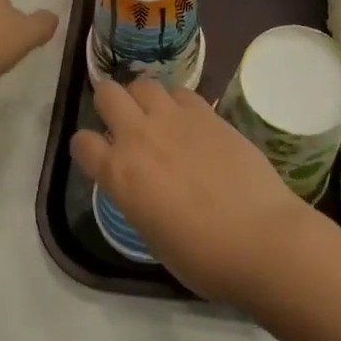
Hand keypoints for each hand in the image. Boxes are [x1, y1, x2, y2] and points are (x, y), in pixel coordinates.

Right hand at [70, 78, 310, 304]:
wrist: (259, 238)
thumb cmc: (201, 256)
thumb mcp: (151, 234)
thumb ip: (137, 198)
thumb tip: (143, 186)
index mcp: (118, 174)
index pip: (81, 143)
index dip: (86, 148)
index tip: (97, 156)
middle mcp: (138, 136)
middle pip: (106, 94)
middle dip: (108, 104)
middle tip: (122, 122)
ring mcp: (174, 119)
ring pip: (143, 84)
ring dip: (142, 98)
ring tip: (155, 116)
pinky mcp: (207, 113)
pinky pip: (180, 92)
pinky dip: (176, 102)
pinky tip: (188, 121)